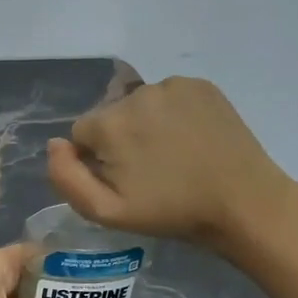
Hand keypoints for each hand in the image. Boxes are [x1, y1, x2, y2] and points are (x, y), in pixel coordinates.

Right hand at [46, 76, 289, 246]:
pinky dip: (172, 114)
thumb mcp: (106, 211)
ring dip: (146, 125)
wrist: (242, 202)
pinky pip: (169, 97)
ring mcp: (171, 85)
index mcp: (109, 123)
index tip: (122, 180)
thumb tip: (55, 144)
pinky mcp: (200, 85)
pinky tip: (191, 139)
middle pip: (110, 116)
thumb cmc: (170, 211)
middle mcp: (136, 94)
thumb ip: (66, 177)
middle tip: (149, 171)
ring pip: (139, 105)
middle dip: (120, 140)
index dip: (96, 159)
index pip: (81, 133)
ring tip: (173, 155)